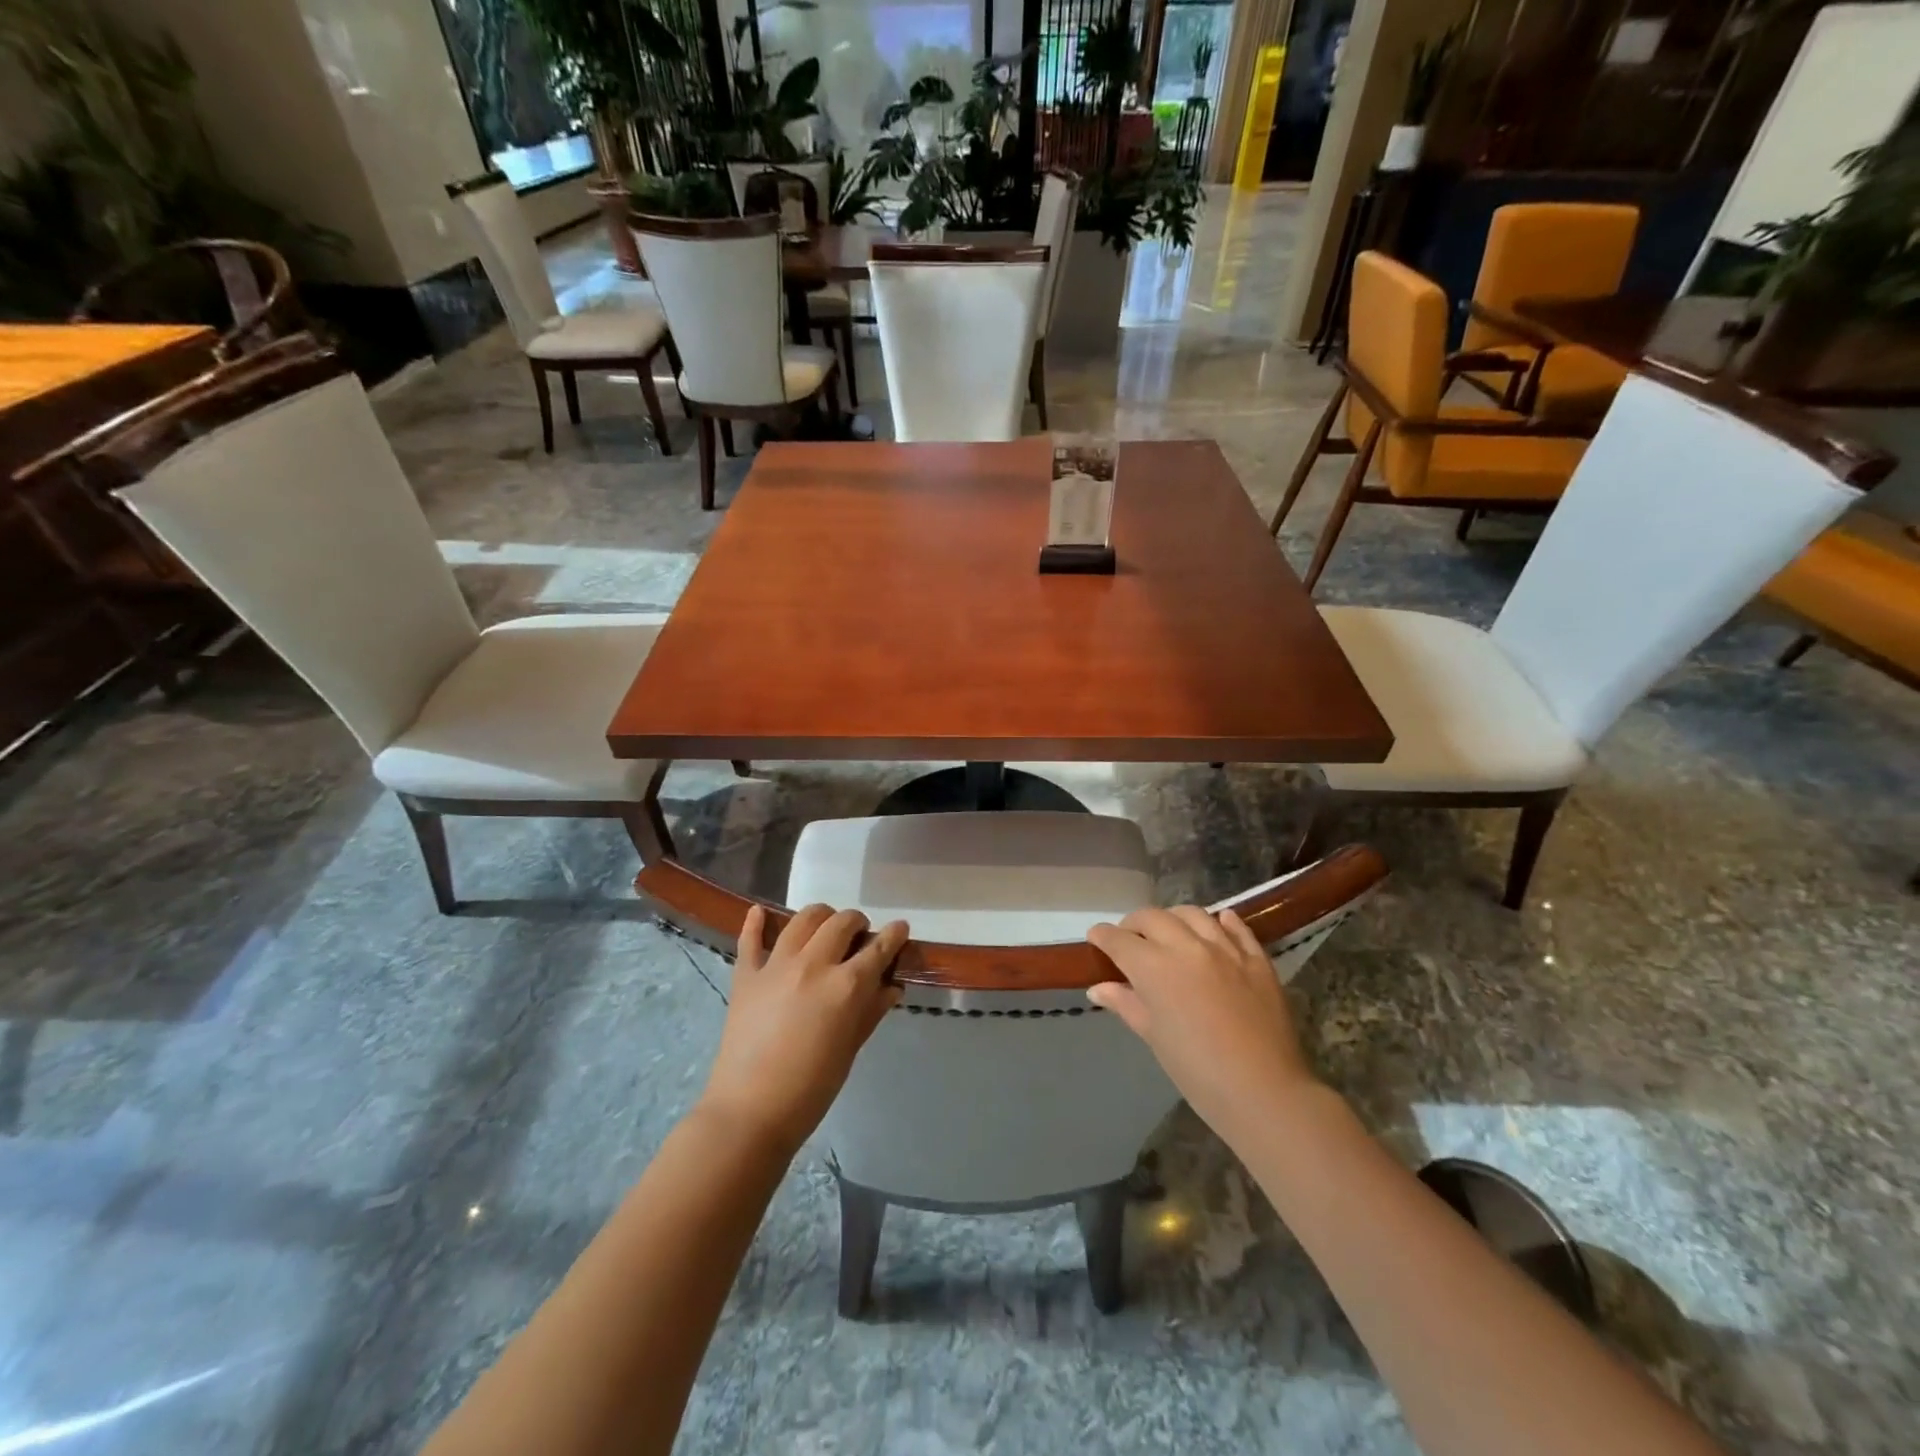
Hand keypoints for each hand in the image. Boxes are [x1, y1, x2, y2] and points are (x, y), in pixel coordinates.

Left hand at [697, 904, 906, 1155]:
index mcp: (846, 986)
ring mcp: (776, 966)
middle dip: (857, 922)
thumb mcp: (850, 1049)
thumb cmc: (811, 1089)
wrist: (750, 1113)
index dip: (894, 936)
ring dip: (820, 916)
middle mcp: (813, 964)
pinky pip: (750, 939)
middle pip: (841, 922)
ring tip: (824, 927)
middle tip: (860, 935)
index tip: (901, 929)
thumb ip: (871, 1011)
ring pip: (803, 920)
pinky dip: (756, 923)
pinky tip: (760, 912)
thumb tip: (891, 986)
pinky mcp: (746, 976)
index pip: (879, 948)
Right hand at [1087, 907, 1318, 1147]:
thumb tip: (1099, 988)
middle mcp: (1187, 947)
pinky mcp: (1257, 959)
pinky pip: (1236, 927)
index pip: (1119, 940)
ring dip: (1173, 918)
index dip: (1103, 936)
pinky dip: (1222, 921)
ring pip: (1192, 914)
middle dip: (1134, 924)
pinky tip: (1217, 924)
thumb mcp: (1154, 1037)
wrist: (1265, 1092)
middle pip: (1153, 917)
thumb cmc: (1198, 1072)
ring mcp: (1226, 949)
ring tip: (1170, 932)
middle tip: (1130, 939)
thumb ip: (1126, 1004)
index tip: (1096, 937)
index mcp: (1155, 968)